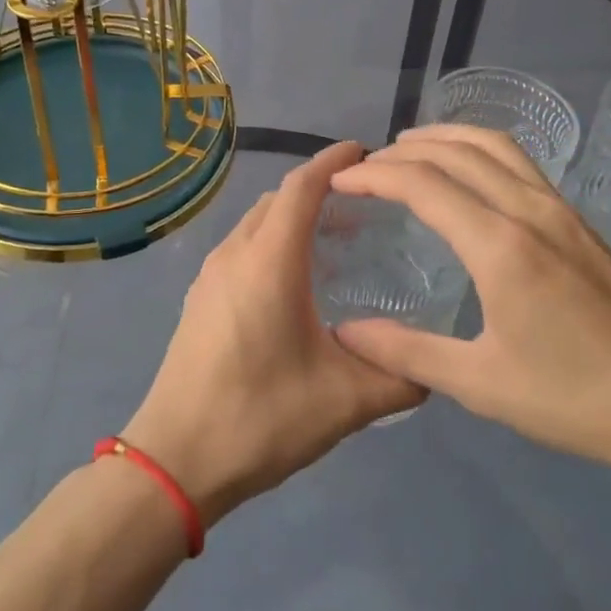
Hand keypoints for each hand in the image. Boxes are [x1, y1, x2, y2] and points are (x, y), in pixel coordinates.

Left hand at [123, 142, 426, 526]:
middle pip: (277, 199)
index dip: (333, 161)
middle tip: (364, 205)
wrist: (175, 459)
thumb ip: (399, 377)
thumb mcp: (345, 402)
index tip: (365, 152)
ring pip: (256, 223)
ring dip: (292, 218)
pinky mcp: (199, 297)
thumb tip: (435, 367)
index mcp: (269, 261)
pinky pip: (242, 248)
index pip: (302, 186)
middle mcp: (235, 254)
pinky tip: (296, 281)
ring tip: (336, 240)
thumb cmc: (260, 418)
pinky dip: (272, 243)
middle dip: (318, 190)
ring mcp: (210, 275)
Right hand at [329, 126, 610, 491]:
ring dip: (444, 137)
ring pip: (493, 145)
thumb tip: (346, 332)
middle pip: (455, 153)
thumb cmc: (579, 399)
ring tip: (407, 148)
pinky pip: (518, 161)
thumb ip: (408, 353)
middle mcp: (529, 210)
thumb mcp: (483, 384)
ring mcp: (559, 210)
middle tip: (364, 167)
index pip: (423, 184)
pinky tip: (468, 172)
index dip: (374, 176)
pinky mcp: (578, 220)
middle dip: (402, 152)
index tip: (338, 181)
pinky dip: (477, 148)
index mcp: (500, 246)